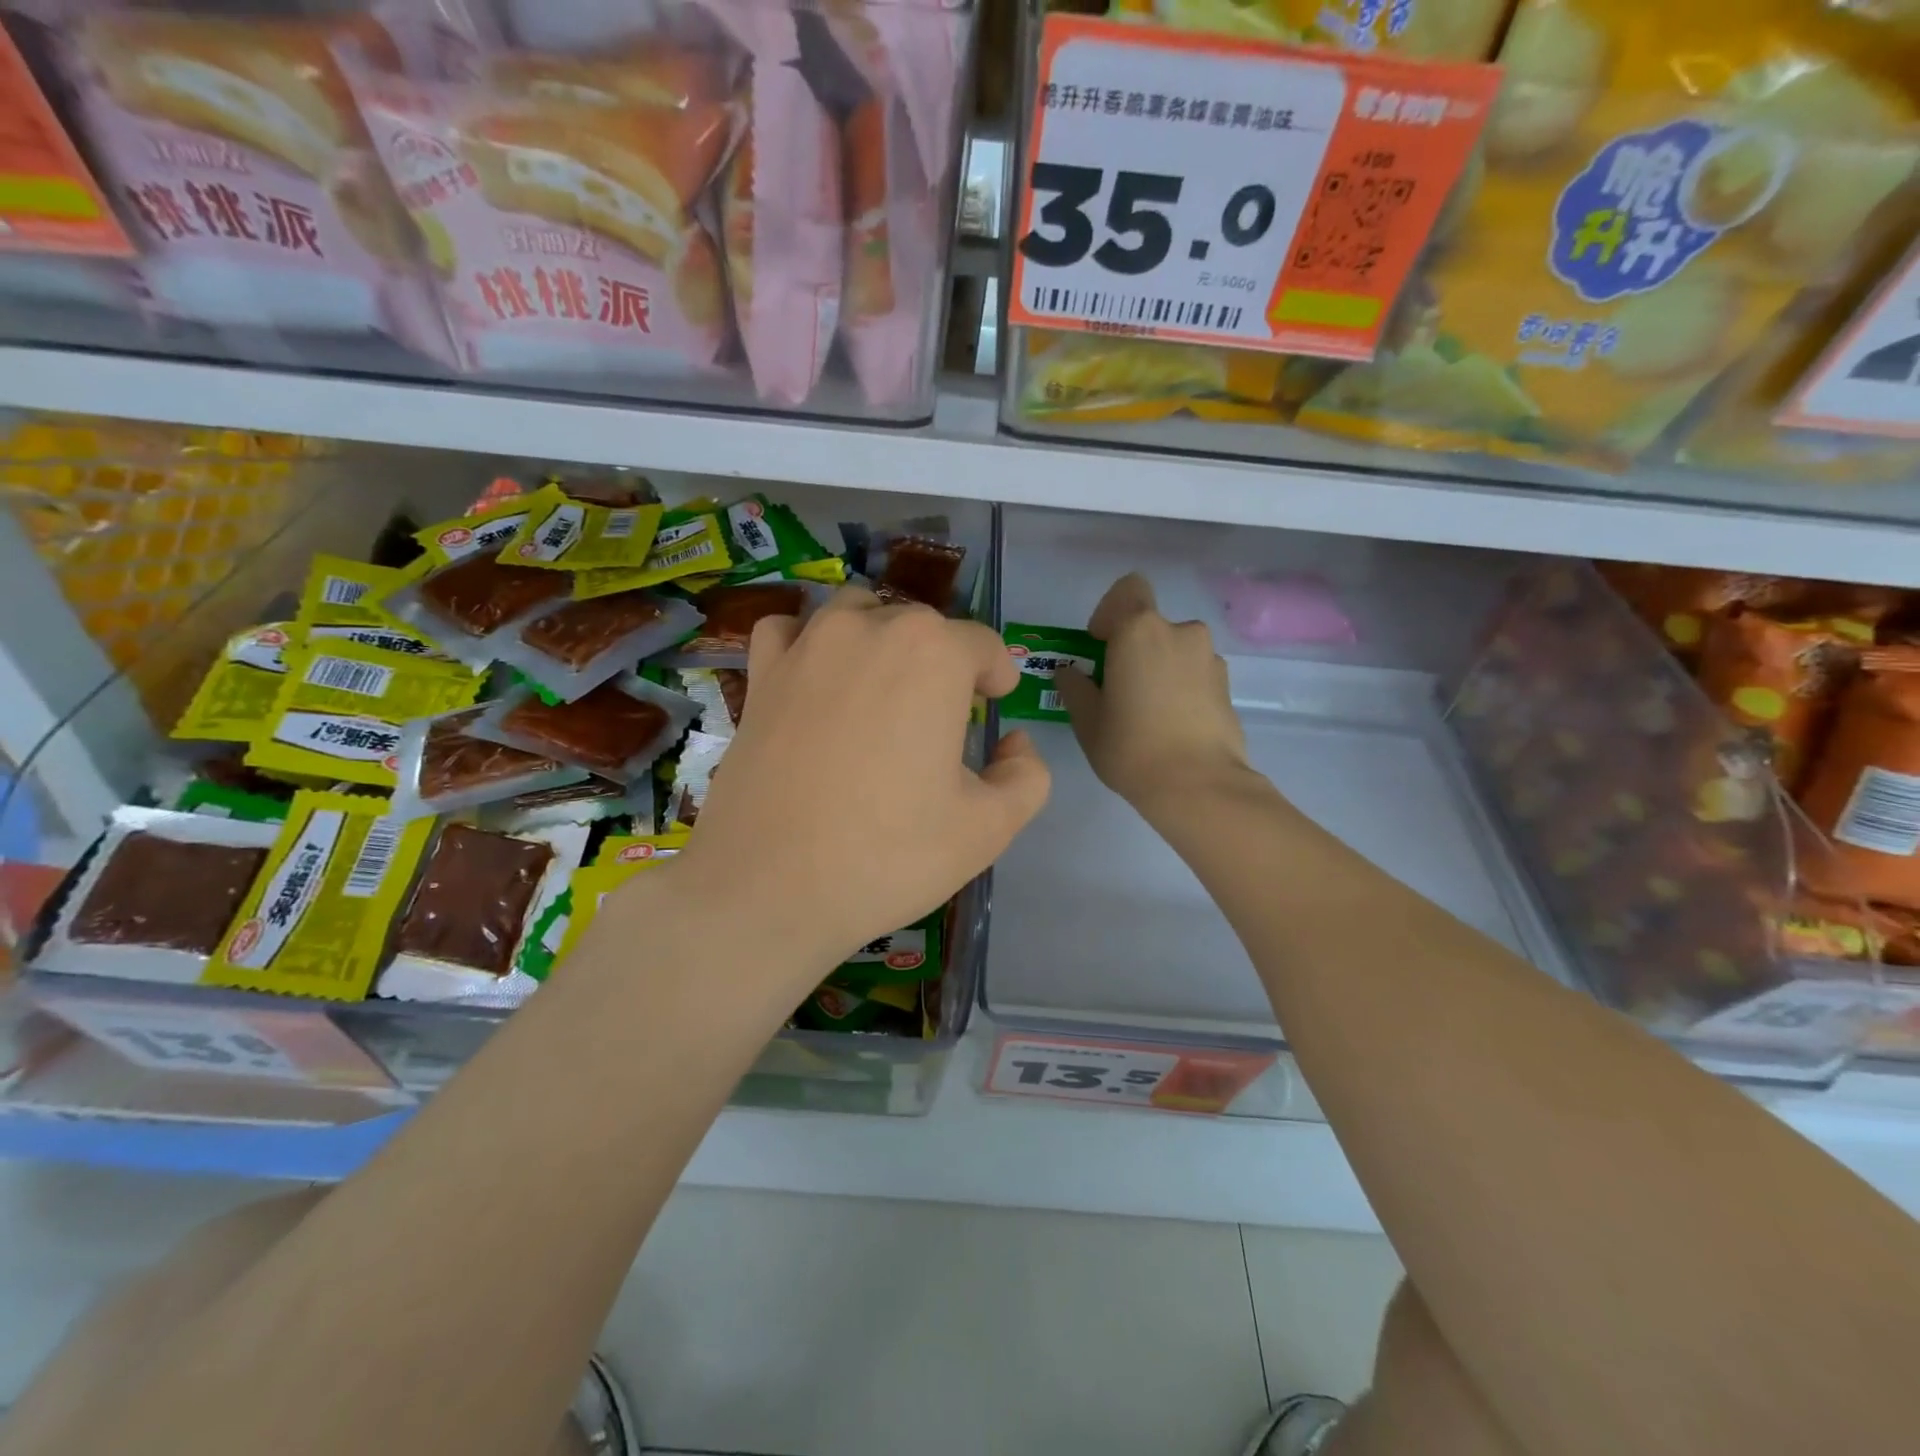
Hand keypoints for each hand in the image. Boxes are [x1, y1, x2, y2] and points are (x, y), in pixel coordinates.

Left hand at [663, 588, 1050, 982]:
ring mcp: (807, 646)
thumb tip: (1014, 743)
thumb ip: (1026, 775)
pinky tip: (817, 678)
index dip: (996, 676)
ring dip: (881, 640)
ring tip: (883, 691)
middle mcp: (870, 629)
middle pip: (923, 627)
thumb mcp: (988, 827)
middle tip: (942, 720)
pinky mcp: (761, 675)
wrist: (768, 887)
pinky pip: (790, 631)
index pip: (983, 645)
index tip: (994, 705)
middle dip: (943, 663)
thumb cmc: (888, 855)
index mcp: (933, 655)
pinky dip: (810, 643)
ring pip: (858, 614)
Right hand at [1054, 574, 1252, 818]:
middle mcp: (1180, 632)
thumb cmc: (1131, 747)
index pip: (1127, 589)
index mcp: (1140, 630)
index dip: (1110, 611)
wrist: (1198, 785)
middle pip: (1151, 625)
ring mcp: (1210, 658)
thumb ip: (1075, 687)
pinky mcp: (1228, 686)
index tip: (1100, 645)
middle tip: (1120, 688)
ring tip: (1148, 712)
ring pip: (1176, 650)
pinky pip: (1195, 673)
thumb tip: (1069, 671)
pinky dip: (1182, 688)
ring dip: (1160, 668)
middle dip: (1134, 648)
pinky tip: (1172, 725)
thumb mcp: (1088, 720)